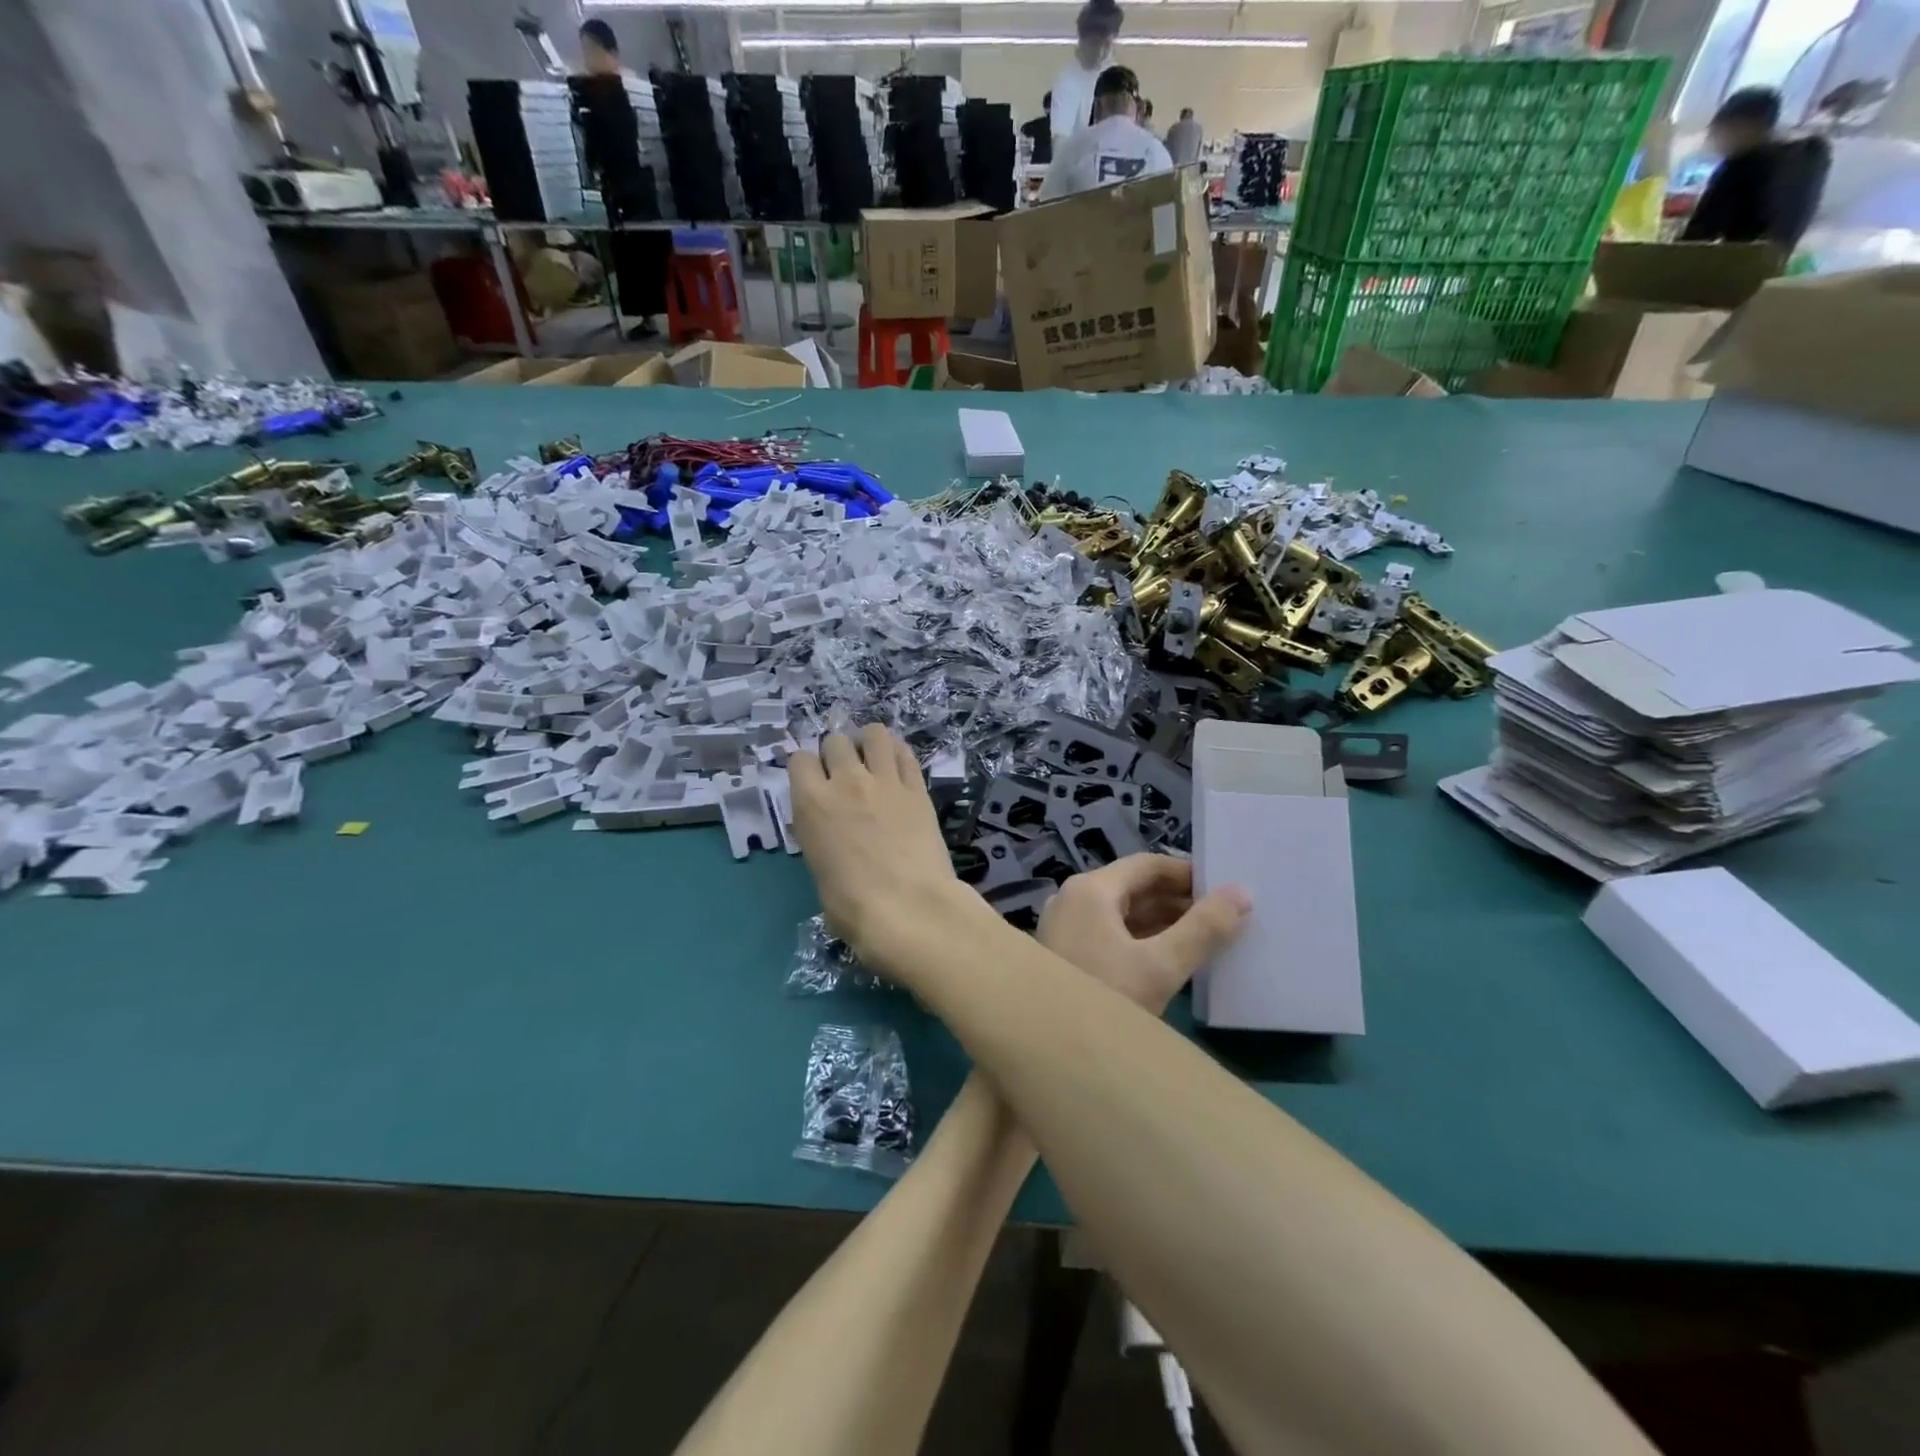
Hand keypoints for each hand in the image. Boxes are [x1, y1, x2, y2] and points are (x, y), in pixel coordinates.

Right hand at [789, 725, 966, 957]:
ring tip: (873, 760)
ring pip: (874, 734)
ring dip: (869, 743)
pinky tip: (898, 766)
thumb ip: (822, 838)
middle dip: (837, 753)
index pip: (799, 759)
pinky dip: (898, 754)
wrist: (908, 907)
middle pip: (835, 741)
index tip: (814, 782)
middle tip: (845, 775)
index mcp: (811, 803)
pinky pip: (905, 753)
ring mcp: (885, 781)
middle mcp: (845, 781)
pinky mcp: (917, 788)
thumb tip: (833, 837)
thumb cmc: (853, 906)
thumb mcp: (819, 870)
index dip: (806, 769)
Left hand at [1037, 855, 1248, 1014]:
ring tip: (1205, 940)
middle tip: (1223, 918)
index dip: (1187, 874)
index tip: (1225, 889)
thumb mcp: (1160, 967)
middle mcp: (1071, 899)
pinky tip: (1169, 961)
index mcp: (1090, 889)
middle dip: (1177, 900)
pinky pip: (1108, 934)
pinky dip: (1139, 941)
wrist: (1045, 1052)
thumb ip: (1203, 929)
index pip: (1146, 865)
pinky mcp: (1063, 954)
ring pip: (1120, 914)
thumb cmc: (1104, 999)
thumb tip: (1242, 892)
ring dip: (1161, 923)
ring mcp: (1063, 927)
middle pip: (1132, 888)